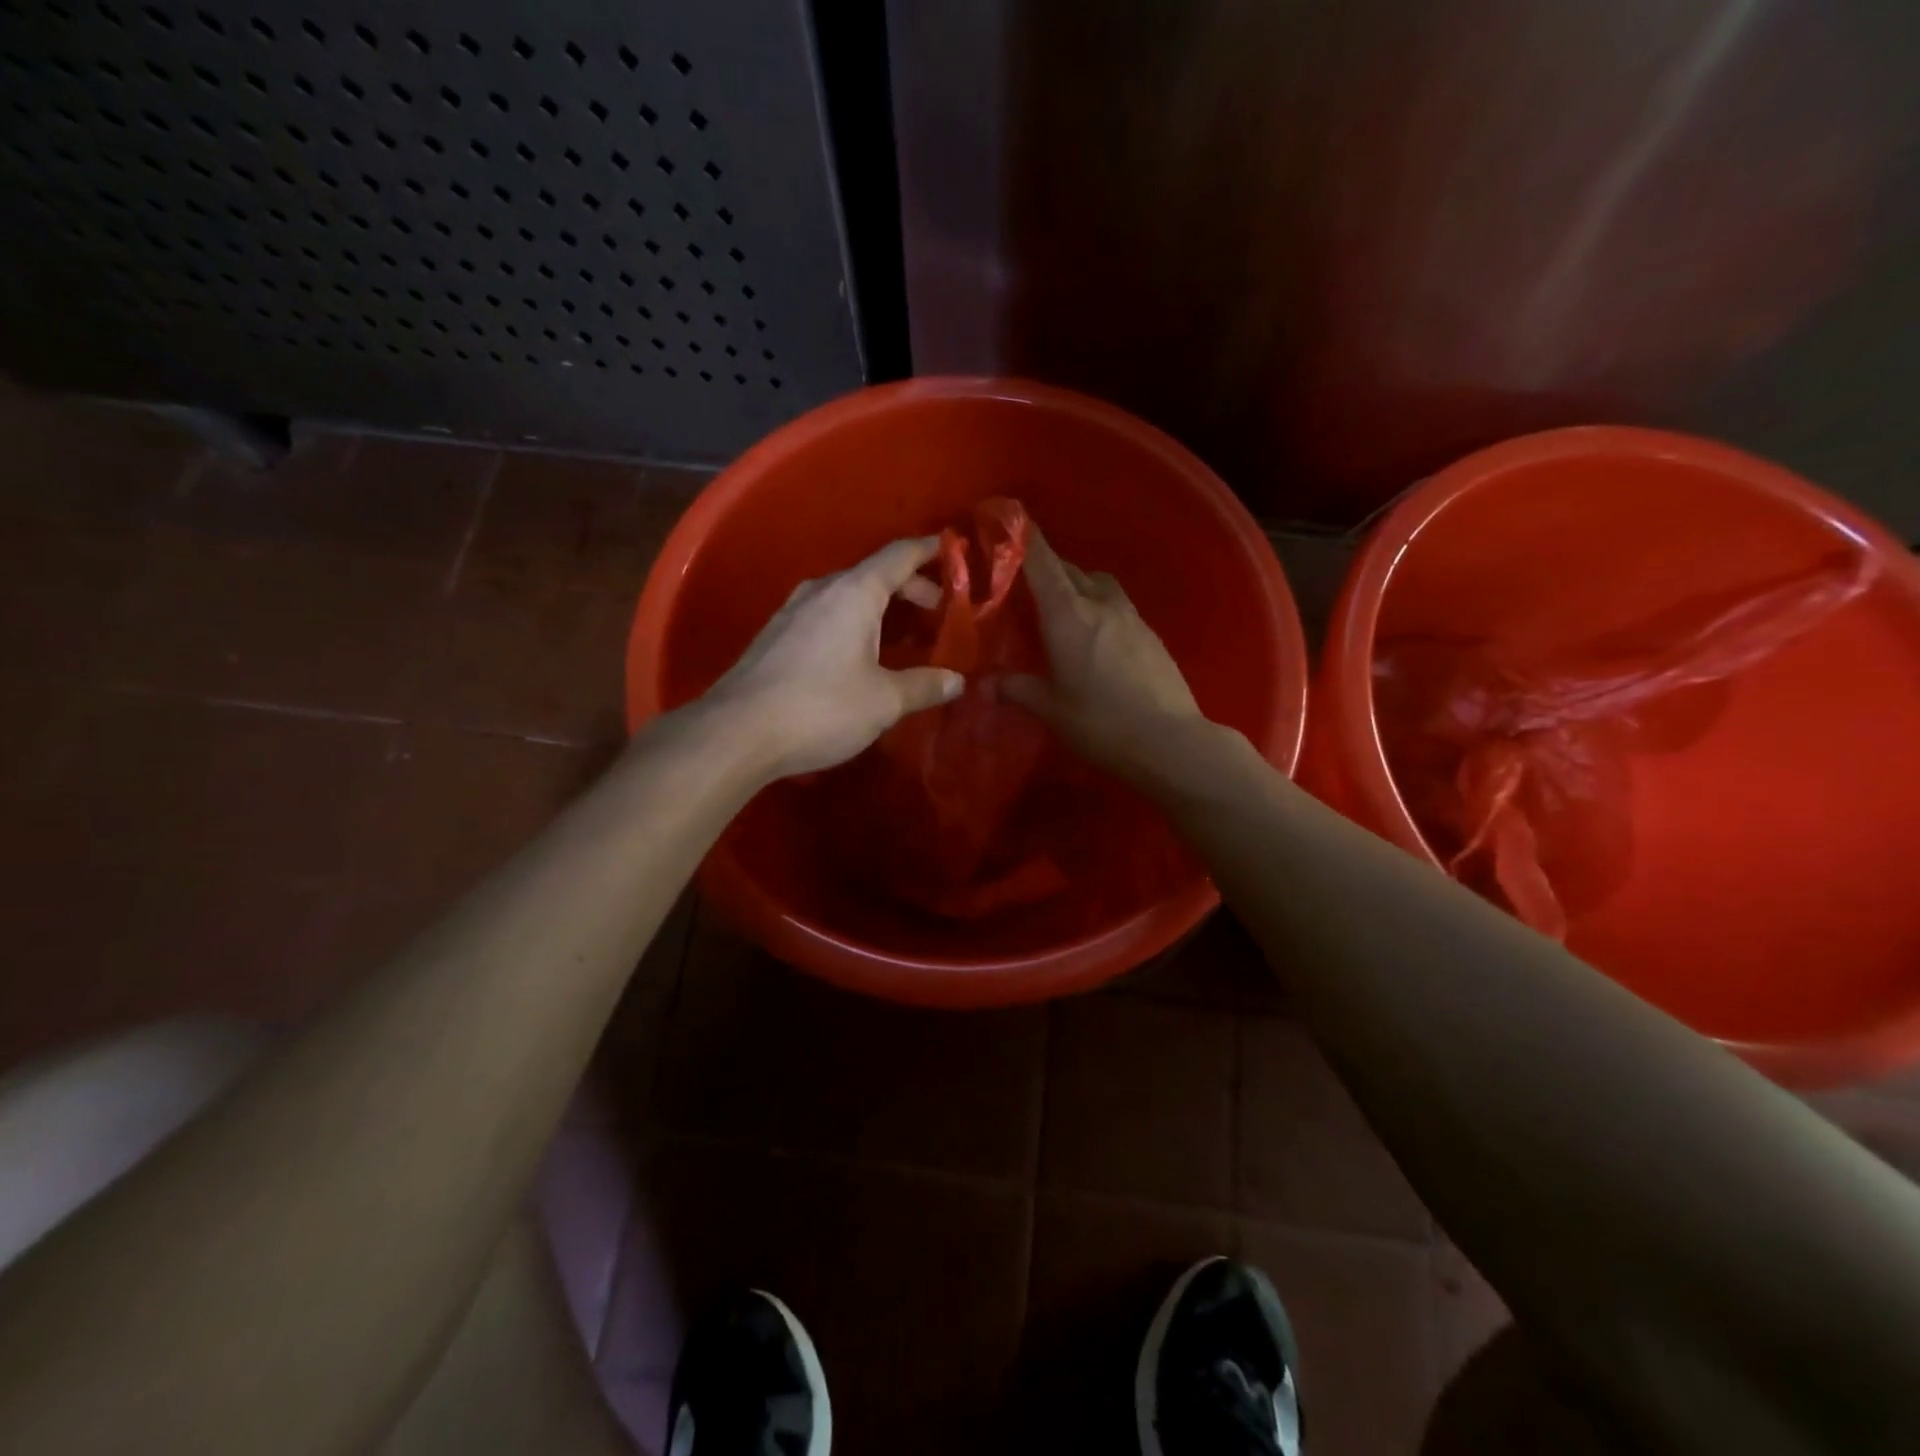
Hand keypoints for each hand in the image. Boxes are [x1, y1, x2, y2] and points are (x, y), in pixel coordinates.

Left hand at [703, 536, 963, 778]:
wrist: (737, 732)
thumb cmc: (821, 708)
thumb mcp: (883, 701)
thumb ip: (923, 686)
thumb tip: (957, 681)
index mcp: (854, 593)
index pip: (898, 556)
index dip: (927, 551)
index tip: (950, 549)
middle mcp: (821, 591)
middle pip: (873, 574)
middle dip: (908, 587)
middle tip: (935, 610)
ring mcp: (792, 611)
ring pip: (846, 595)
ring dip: (878, 607)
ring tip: (900, 634)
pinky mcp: (775, 636)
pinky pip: (825, 615)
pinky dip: (852, 622)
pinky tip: (857, 654)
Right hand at [999, 528, 1205, 781]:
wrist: (1170, 740)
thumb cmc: (1101, 723)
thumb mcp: (1051, 709)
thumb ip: (1016, 689)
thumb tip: (984, 683)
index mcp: (1068, 615)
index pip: (1042, 563)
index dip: (1023, 539)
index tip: (1007, 520)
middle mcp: (1099, 604)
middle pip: (1069, 570)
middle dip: (1045, 567)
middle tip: (1023, 581)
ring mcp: (1130, 616)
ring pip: (1097, 583)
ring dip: (1076, 583)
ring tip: (1060, 606)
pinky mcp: (1149, 633)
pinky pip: (1116, 604)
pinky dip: (1097, 605)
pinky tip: (1093, 634)